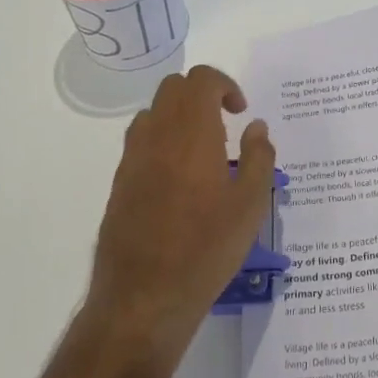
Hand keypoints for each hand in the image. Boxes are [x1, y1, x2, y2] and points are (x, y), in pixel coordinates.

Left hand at [85, 65, 276, 361]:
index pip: (201, 80)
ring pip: (153, 113)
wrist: (144, 297)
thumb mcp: (250, 206)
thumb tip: (256, 127)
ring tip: (203, 152)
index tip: (240, 112)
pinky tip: (180, 181)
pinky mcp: (119, 183)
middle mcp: (156, 136)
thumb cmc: (206, 249)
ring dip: (179, 116)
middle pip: (173, 88)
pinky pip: (140, 142)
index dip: (224, 85)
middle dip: (202, 94)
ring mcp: (132, 159)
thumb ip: (258, 158)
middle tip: (225, 124)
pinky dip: (162, 141)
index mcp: (191, 134)